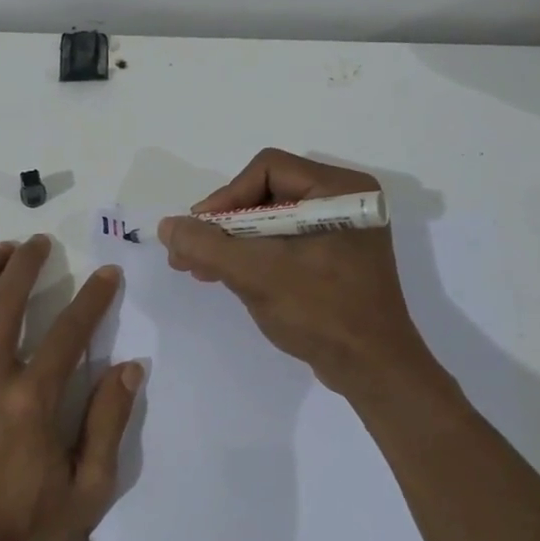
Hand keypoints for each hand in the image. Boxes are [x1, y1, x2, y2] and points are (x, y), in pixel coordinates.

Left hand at [0, 235, 142, 540]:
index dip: (93, 298)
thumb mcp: (86, 491)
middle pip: (6, 303)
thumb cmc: (21, 529)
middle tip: (38, 244)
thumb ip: (107, 425)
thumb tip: (129, 368)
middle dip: (26, 265)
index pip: (70, 332)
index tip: (107, 274)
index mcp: (31, 400)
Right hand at [156, 148, 445, 397]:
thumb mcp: (257, 274)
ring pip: (270, 220)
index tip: (200, 231)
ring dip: (232, 243)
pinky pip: (283, 242)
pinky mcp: (333, 258)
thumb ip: (207, 245)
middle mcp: (344, 201)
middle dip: (223, 224)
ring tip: (197, 267)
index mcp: (340, 190)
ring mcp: (341, 231)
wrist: (372, 370)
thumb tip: (167, 226)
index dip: (226, 197)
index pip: (267, 170)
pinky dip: (253, 256)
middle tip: (189, 252)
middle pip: (266, 194)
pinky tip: (224, 275)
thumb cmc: (321, 311)